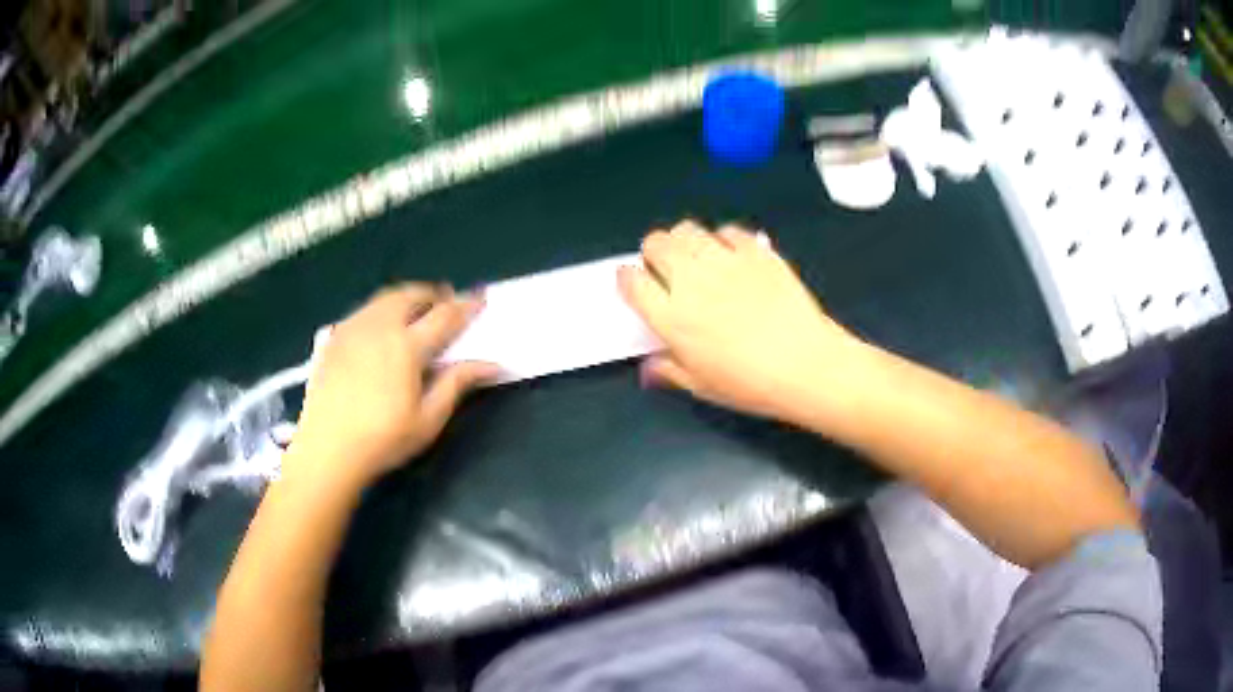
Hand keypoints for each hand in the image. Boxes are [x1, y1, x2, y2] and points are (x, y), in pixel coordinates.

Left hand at [287, 284, 496, 488]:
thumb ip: (457, 384)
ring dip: (406, 297)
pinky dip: (381, 308)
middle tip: (446, 301)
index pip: (445, 316)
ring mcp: (352, 329)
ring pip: (384, 298)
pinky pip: (363, 310)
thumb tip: (492, 363)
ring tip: (415, 308)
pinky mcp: (333, 338)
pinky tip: (380, 326)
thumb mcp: (428, 419)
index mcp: (407, 346)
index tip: (480, 297)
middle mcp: (379, 327)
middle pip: (411, 296)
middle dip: (433, 294)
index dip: (465, 305)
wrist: (327, 450)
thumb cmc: (383, 439)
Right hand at [618, 220, 865, 424]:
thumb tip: (649, 367)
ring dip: (684, 242)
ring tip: (697, 260)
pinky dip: (723, 240)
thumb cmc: (750, 384)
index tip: (636, 285)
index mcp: (672, 316)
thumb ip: (669, 370)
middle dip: (654, 253)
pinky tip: (733, 258)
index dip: (628, 279)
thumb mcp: (702, 386)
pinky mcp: (756, 251)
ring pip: (687, 229)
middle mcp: (692, 280)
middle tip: (667, 271)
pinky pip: (728, 230)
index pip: (632, 281)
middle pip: (655, 243)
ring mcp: (726, 260)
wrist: (807, 365)